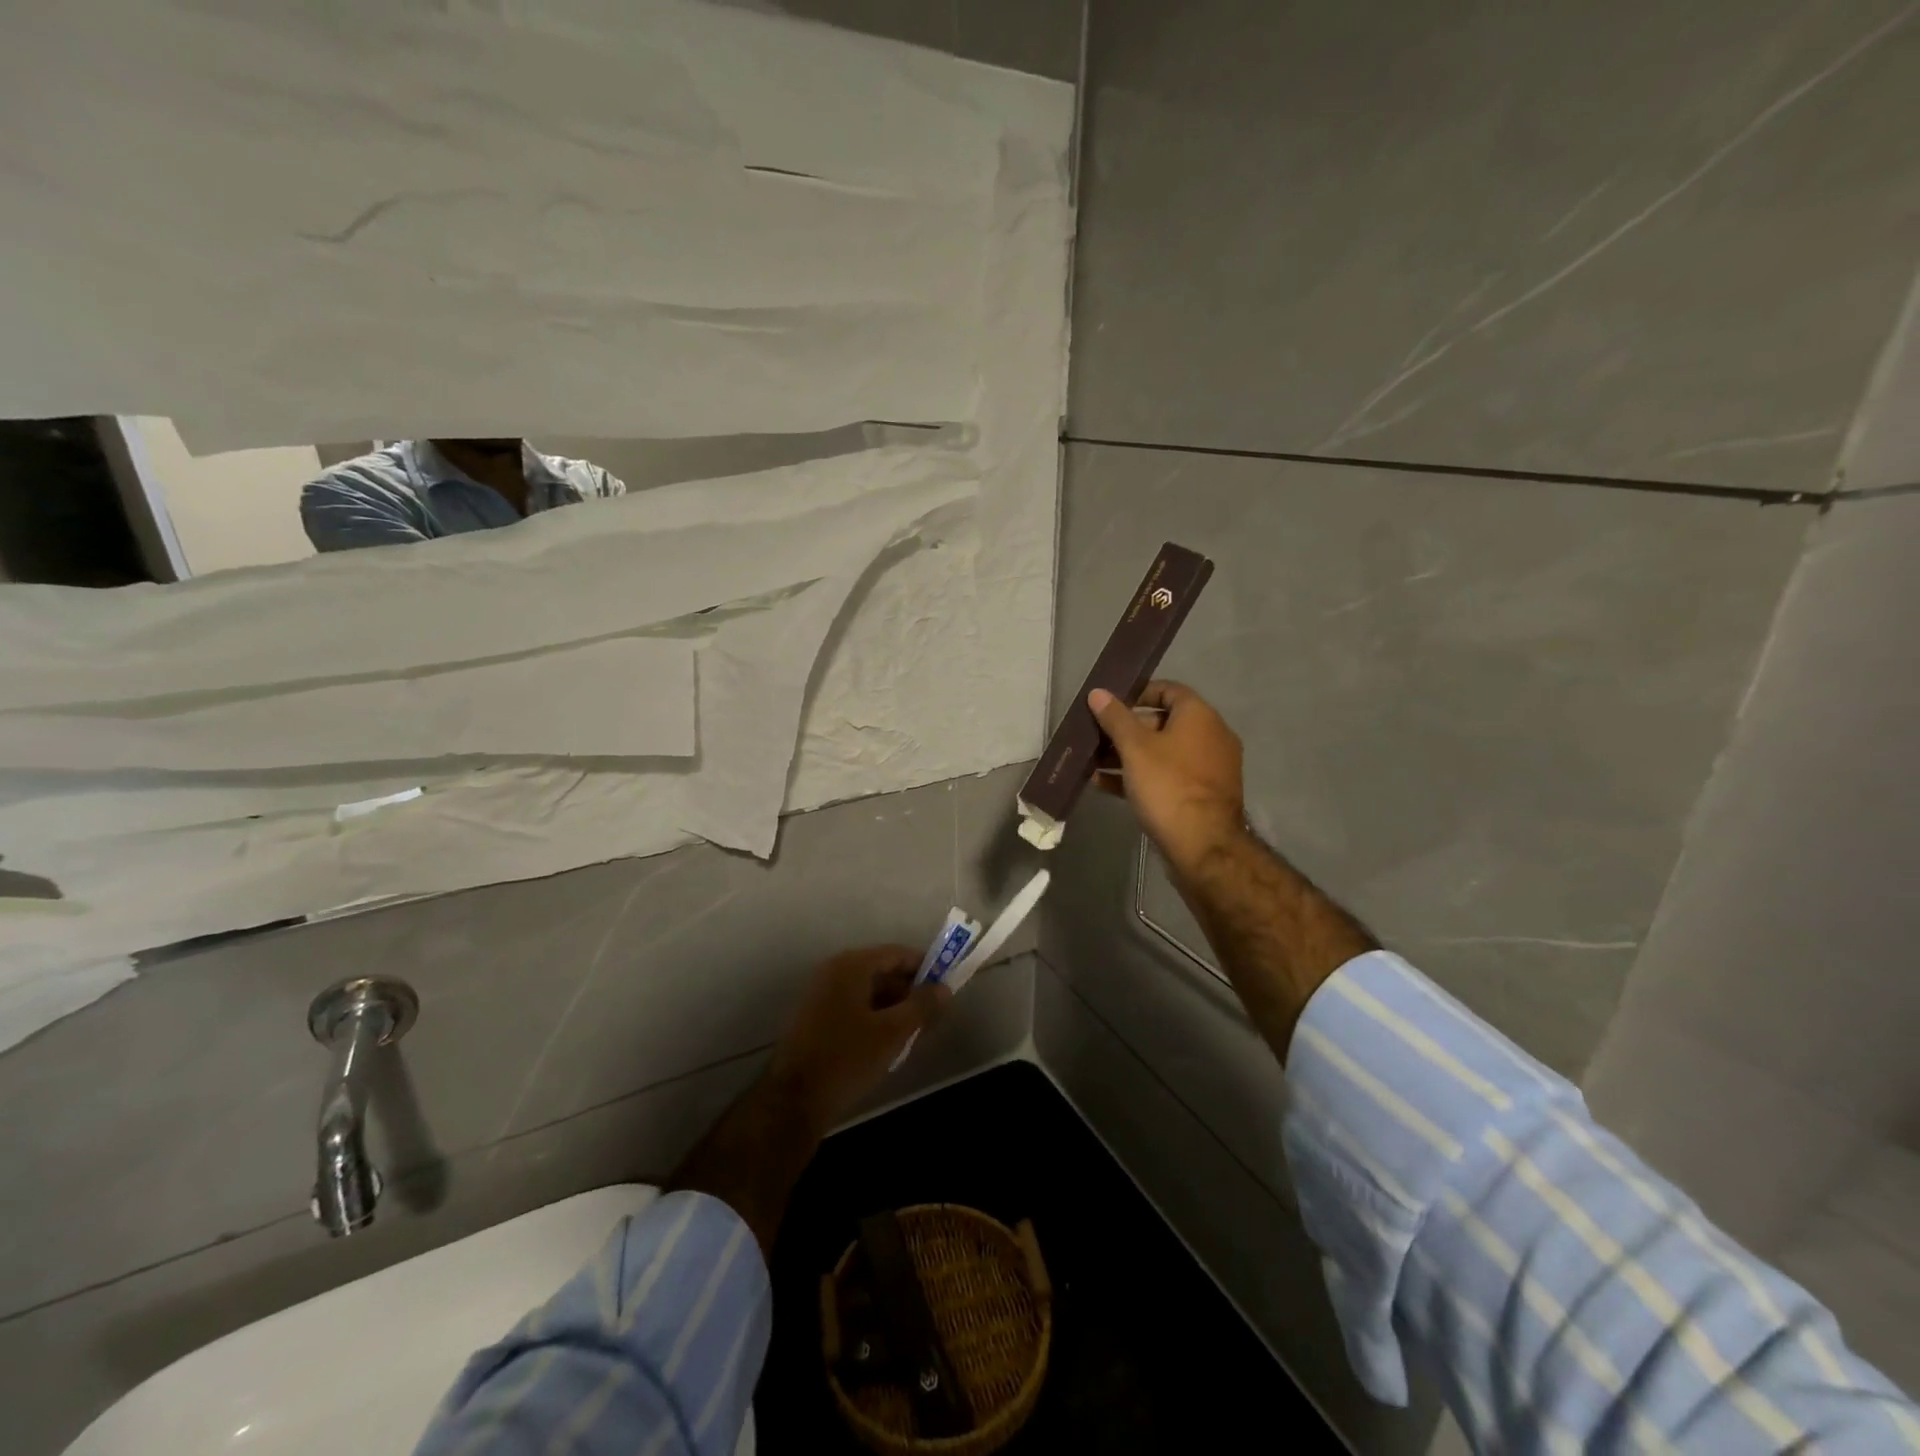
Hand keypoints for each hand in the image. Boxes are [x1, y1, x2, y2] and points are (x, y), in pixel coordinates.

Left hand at [769, 945, 948, 1136]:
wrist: (793, 1100)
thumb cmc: (847, 1058)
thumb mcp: (892, 1033)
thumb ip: (921, 1006)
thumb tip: (944, 988)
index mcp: (852, 965)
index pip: (897, 954)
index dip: (924, 967)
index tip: (946, 986)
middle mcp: (834, 971)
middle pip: (882, 970)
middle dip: (909, 990)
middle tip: (933, 1014)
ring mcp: (821, 993)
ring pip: (868, 991)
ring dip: (893, 1006)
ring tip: (914, 1032)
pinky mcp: (815, 1016)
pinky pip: (854, 1005)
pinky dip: (874, 1016)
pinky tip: (888, 1042)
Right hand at [1089, 680, 1246, 874]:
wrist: (1203, 846)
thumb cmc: (1168, 785)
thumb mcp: (1135, 748)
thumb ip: (1115, 718)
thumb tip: (1098, 692)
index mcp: (1200, 716)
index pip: (1169, 690)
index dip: (1138, 693)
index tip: (1110, 704)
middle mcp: (1210, 737)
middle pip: (1163, 722)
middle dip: (1126, 729)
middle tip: (1096, 737)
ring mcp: (1208, 768)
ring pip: (1162, 753)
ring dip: (1128, 755)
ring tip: (1093, 763)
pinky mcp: (1201, 795)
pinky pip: (1167, 776)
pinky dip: (1140, 776)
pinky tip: (1106, 785)